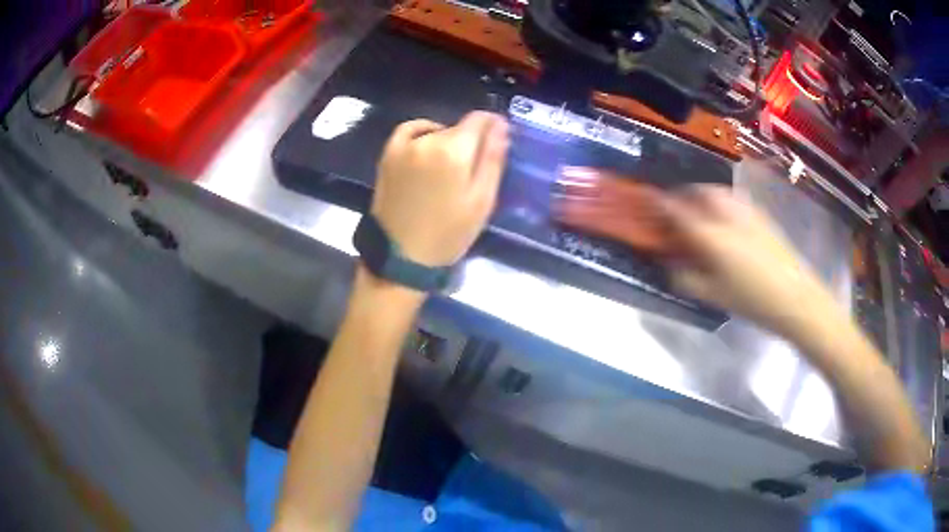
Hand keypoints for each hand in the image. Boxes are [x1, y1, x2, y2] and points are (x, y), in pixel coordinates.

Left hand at [372, 112, 509, 267]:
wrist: (401, 256)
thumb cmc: (448, 233)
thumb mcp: (481, 200)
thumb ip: (492, 159)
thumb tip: (500, 125)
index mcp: (454, 150)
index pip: (479, 120)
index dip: (493, 125)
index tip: (498, 139)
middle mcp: (427, 140)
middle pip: (458, 128)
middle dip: (471, 140)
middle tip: (475, 167)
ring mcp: (404, 146)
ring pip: (436, 130)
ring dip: (448, 140)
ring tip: (452, 166)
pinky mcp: (388, 155)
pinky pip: (408, 130)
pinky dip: (423, 131)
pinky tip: (429, 145)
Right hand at [555, 168, 839, 336]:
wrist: (796, 296)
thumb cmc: (752, 300)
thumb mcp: (712, 295)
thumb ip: (684, 276)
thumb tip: (667, 262)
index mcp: (710, 234)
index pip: (673, 208)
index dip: (654, 203)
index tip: (642, 201)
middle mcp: (726, 212)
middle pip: (695, 191)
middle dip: (680, 197)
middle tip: (672, 211)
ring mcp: (746, 210)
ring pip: (715, 192)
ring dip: (699, 198)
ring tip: (697, 216)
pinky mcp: (759, 214)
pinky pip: (731, 200)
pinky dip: (718, 204)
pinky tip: (722, 224)